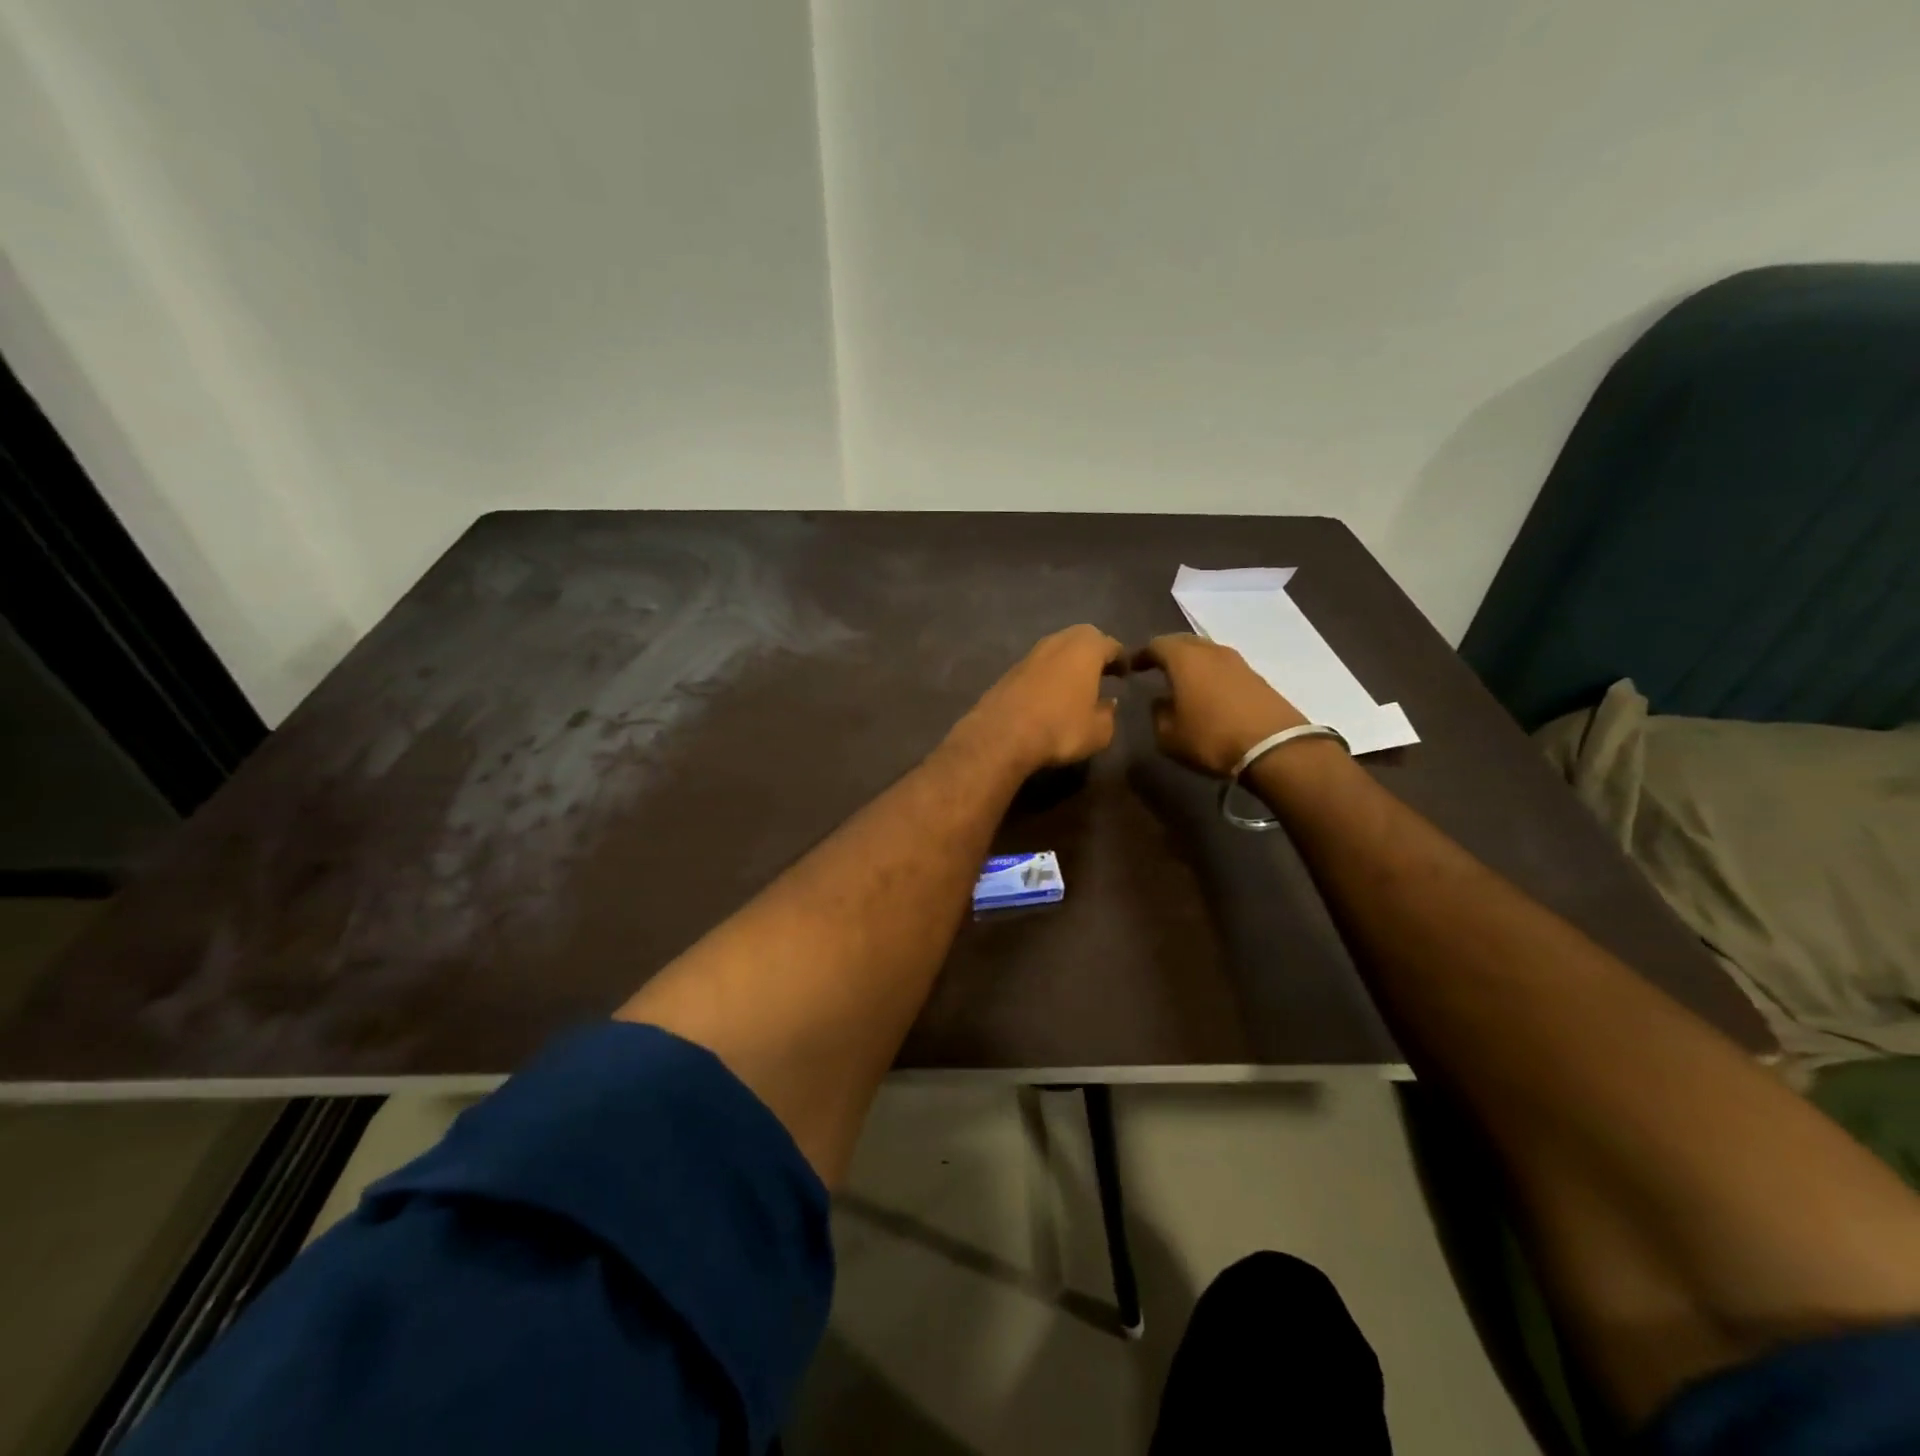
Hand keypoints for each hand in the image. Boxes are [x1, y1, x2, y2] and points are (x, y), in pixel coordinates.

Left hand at [957, 625, 1126, 771]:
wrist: (1002, 735)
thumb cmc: (1060, 728)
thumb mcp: (1099, 731)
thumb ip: (1109, 714)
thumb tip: (1109, 704)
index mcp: (1086, 648)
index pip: (1111, 645)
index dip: (1121, 659)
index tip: (1125, 672)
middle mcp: (1057, 642)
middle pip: (1081, 638)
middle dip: (1093, 652)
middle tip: (1102, 671)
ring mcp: (1030, 654)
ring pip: (1057, 650)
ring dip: (1068, 662)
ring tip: (1076, 684)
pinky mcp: (1009, 670)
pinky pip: (1038, 666)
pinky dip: (1048, 674)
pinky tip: (1050, 694)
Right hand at [1132, 633, 1305, 776]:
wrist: (1274, 748)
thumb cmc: (1211, 738)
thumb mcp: (1169, 736)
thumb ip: (1158, 714)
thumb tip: (1161, 702)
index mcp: (1184, 659)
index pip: (1156, 645)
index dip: (1141, 655)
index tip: (1131, 667)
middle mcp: (1211, 651)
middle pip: (1183, 642)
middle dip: (1167, 652)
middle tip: (1155, 667)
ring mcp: (1238, 662)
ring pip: (1207, 652)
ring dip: (1192, 662)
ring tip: (1181, 679)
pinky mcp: (1256, 676)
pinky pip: (1224, 667)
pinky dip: (1210, 673)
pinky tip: (1207, 691)